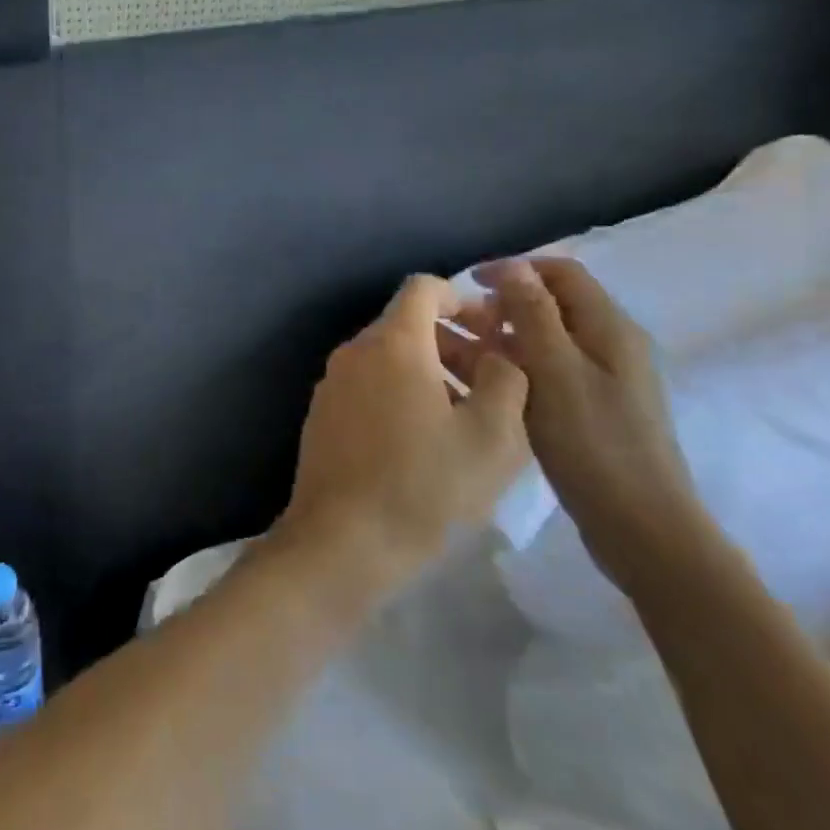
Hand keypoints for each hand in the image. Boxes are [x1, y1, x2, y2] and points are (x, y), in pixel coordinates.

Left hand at [276, 275, 529, 608]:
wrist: (341, 542)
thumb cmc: (423, 486)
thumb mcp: (492, 437)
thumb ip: (506, 380)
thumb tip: (499, 354)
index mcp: (392, 343)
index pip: (424, 288)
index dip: (464, 300)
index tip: (494, 333)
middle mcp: (354, 351)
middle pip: (407, 323)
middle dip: (454, 341)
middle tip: (492, 382)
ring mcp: (332, 383)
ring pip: (388, 357)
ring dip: (431, 371)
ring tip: (466, 419)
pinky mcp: (322, 414)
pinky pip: (368, 385)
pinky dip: (400, 393)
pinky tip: (424, 442)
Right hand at [475, 258, 714, 595]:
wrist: (643, 529)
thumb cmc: (595, 444)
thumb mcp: (556, 371)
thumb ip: (534, 315)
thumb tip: (513, 267)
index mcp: (609, 329)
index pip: (562, 273)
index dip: (515, 269)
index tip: (470, 283)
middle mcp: (611, 345)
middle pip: (553, 305)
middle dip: (505, 304)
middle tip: (460, 322)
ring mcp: (604, 380)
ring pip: (547, 340)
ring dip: (505, 337)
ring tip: (460, 352)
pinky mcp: (593, 410)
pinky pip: (548, 371)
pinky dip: (516, 367)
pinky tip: (488, 384)